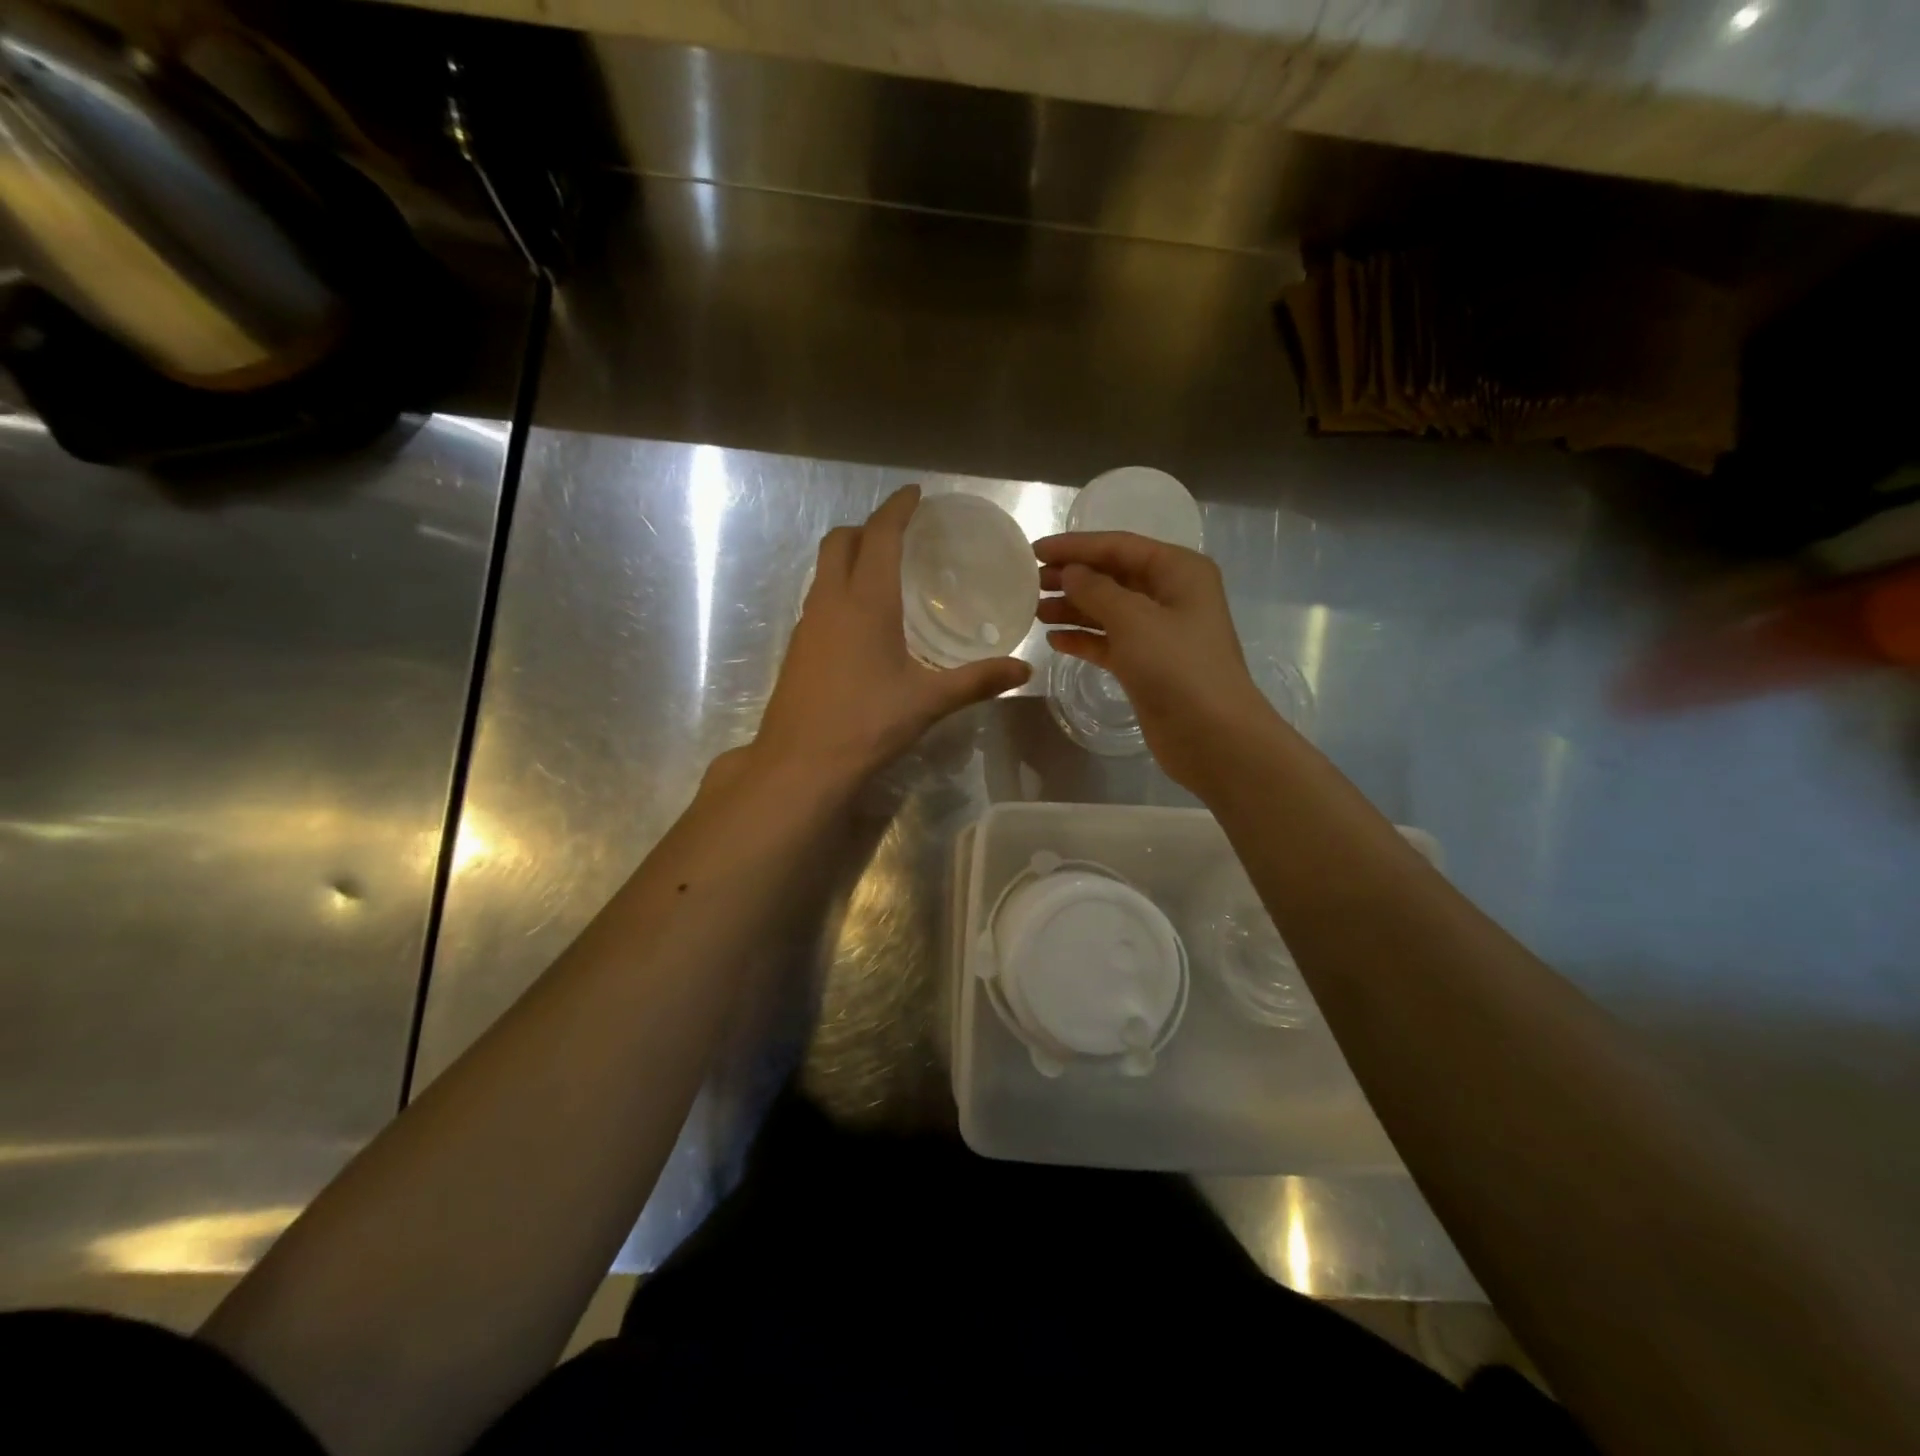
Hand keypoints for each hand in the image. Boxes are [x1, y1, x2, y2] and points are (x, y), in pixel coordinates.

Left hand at [754, 486, 1030, 785]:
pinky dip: (839, 588)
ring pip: (823, 570)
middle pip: (839, 541)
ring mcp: (807, 623)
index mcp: (866, 601)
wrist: (801, 763)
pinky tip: (861, 622)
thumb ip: (977, 681)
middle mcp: (830, 601)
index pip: (880, 535)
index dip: (897, 508)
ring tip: (884, 574)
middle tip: (899, 536)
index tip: (915, 494)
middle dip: (867, 527)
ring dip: (849, 557)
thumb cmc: (867, 724)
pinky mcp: (797, 647)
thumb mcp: (928, 701)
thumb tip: (1024, 670)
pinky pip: (818, 598)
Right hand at [1036, 531, 1275, 791]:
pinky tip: (1054, 640)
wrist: (1211, 735)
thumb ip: (1096, 590)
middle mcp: (1171, 595)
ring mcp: (1159, 632)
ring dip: (1073, 609)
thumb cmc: (1177, 666)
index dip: (1075, 547)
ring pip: (1108, 610)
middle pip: (1113, 576)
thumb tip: (1070, 573)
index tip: (1034, 551)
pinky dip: (1084, 639)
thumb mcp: (1133, 619)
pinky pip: (1109, 642)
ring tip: (1034, 611)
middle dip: (1073, 577)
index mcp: (1178, 570)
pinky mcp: (1147, 665)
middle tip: (1029, 583)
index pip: (1119, 546)